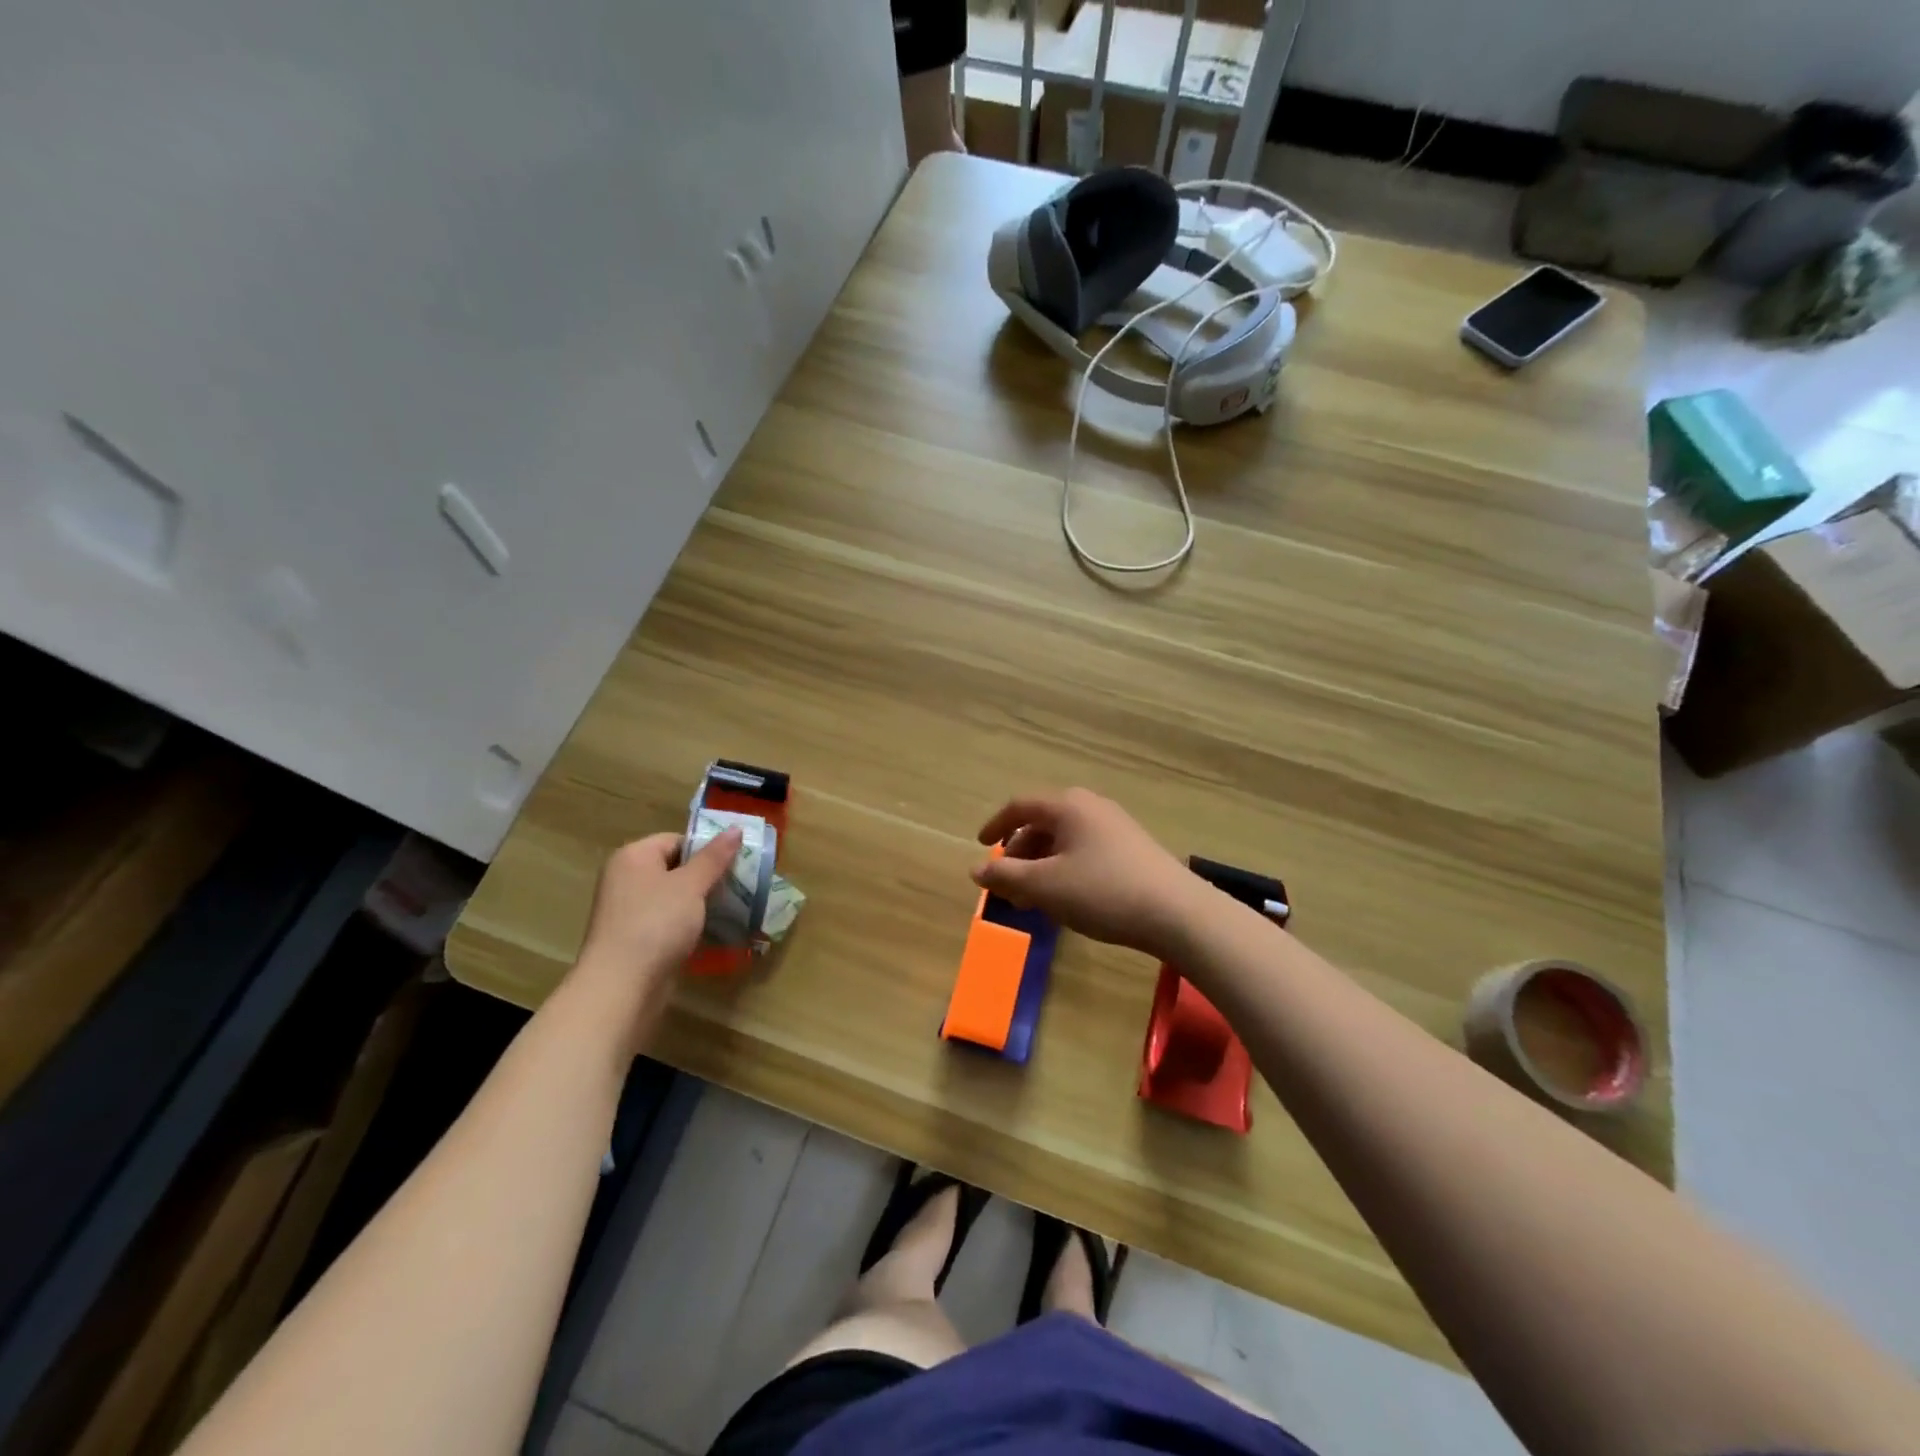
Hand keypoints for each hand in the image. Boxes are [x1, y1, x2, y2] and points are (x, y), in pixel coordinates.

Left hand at [571, 828, 740, 1021]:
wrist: (621, 987)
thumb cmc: (655, 924)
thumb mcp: (690, 885)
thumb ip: (714, 857)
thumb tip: (736, 829)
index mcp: (633, 857)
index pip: (676, 840)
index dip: (706, 849)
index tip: (736, 862)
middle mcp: (626, 879)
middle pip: (675, 867)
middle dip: (707, 876)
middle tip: (740, 884)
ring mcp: (629, 911)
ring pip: (674, 897)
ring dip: (701, 902)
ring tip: (734, 906)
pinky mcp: (636, 939)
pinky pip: (668, 921)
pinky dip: (689, 924)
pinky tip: (713, 931)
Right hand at [972, 789, 1198, 959]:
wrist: (1176, 913)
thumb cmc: (1101, 891)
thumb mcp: (1044, 886)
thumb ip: (1006, 876)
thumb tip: (976, 870)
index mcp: (1067, 806)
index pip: (1020, 806)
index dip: (996, 825)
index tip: (981, 846)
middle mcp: (1091, 807)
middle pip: (1043, 823)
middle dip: (1020, 853)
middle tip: (1008, 885)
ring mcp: (1116, 826)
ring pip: (1065, 840)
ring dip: (1042, 866)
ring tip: (1034, 901)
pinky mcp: (1132, 848)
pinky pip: (1086, 850)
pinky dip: (1065, 869)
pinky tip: (1067, 900)